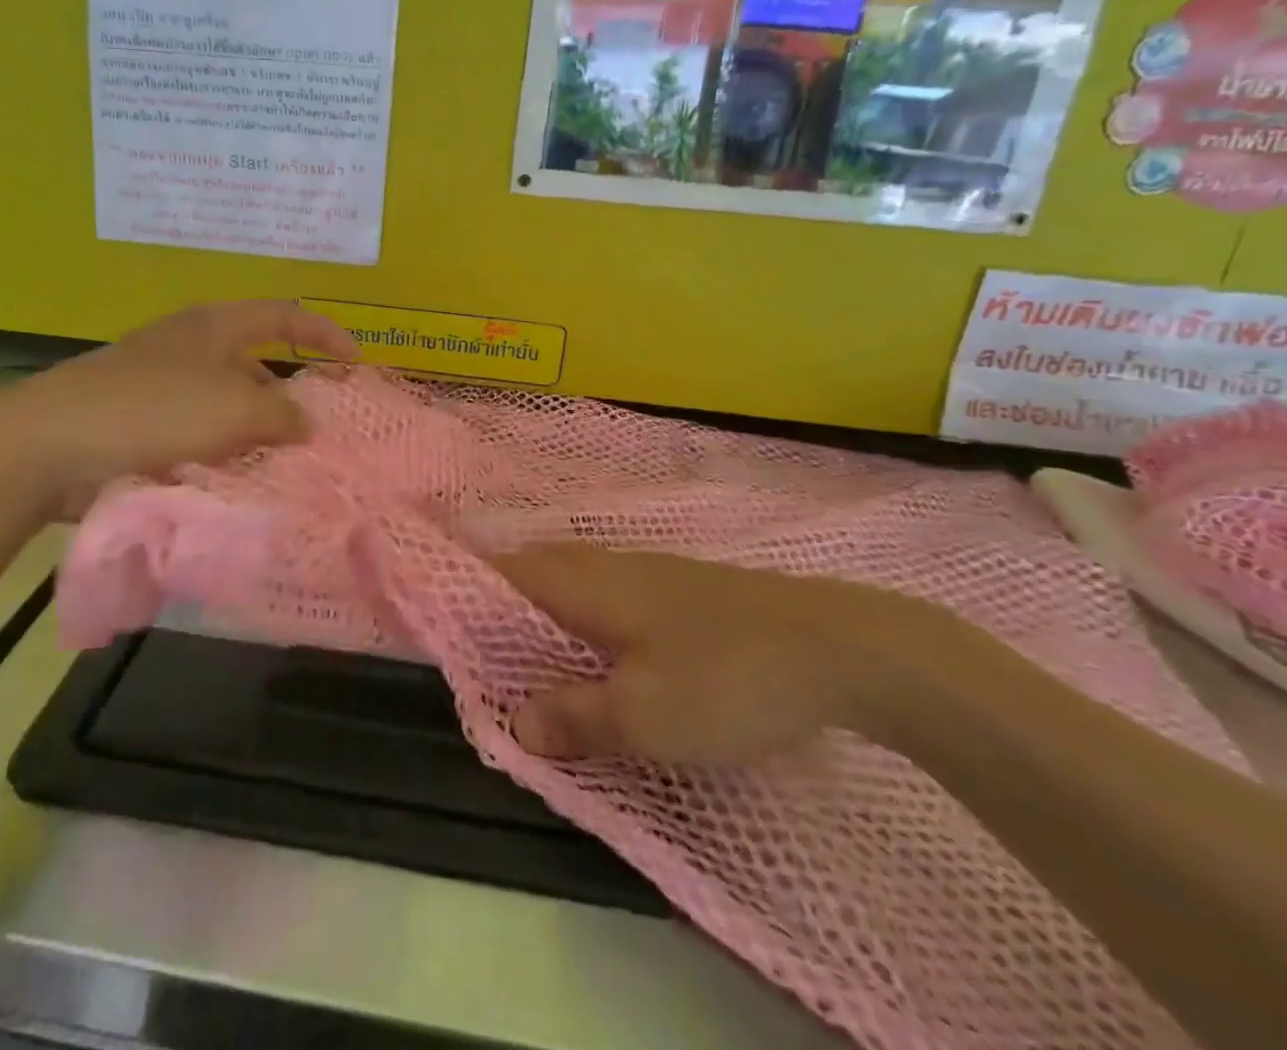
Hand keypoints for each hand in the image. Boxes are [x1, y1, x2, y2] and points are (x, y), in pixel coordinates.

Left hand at [0, 299, 358, 517]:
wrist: (52, 445)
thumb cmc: (155, 409)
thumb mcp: (235, 407)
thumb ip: (283, 414)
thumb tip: (306, 422)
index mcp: (216, 326)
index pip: (284, 315)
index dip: (325, 333)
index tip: (356, 365)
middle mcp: (192, 349)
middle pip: (257, 367)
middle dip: (290, 399)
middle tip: (321, 438)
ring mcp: (164, 387)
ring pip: (229, 409)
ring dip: (257, 436)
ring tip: (287, 472)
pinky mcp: (142, 426)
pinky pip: (200, 438)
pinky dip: (223, 457)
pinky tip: (240, 485)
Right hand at [493, 544, 945, 766]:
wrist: (841, 647)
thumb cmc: (726, 679)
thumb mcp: (645, 717)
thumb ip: (575, 718)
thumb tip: (515, 722)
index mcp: (587, 584)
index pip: (507, 570)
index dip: (470, 586)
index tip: (445, 616)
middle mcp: (610, 564)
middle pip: (538, 566)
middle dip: (504, 595)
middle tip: (484, 640)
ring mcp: (652, 571)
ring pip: (577, 576)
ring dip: (547, 603)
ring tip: (534, 649)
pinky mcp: (685, 588)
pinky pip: (611, 588)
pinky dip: (586, 610)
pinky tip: (606, 647)